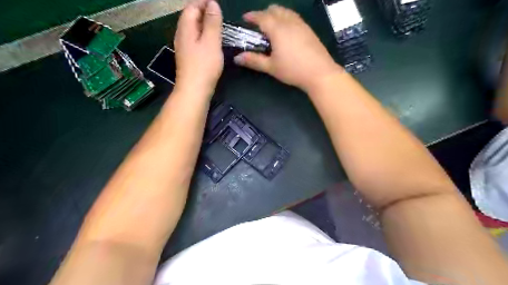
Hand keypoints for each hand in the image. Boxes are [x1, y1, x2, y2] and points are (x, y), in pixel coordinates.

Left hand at [173, 0, 221, 96]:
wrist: (194, 90)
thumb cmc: (204, 66)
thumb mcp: (211, 42)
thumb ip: (212, 22)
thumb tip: (213, 4)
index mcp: (186, 28)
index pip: (191, 6)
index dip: (203, 2)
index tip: (216, 3)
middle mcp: (181, 35)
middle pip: (190, 16)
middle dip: (202, 10)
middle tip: (218, 13)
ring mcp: (183, 46)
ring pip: (192, 28)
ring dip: (203, 23)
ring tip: (216, 24)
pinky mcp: (188, 56)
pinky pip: (194, 39)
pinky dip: (202, 35)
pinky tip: (210, 41)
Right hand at [233, 5, 343, 91]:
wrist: (320, 73)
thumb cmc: (293, 70)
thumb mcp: (271, 67)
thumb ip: (254, 60)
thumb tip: (237, 58)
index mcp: (277, 29)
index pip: (262, 16)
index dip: (252, 16)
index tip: (245, 19)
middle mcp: (289, 21)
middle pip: (274, 9)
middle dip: (264, 13)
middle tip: (259, 25)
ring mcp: (301, 24)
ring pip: (286, 11)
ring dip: (276, 15)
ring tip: (272, 27)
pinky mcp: (309, 30)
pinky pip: (294, 17)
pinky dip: (286, 19)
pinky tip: (287, 32)